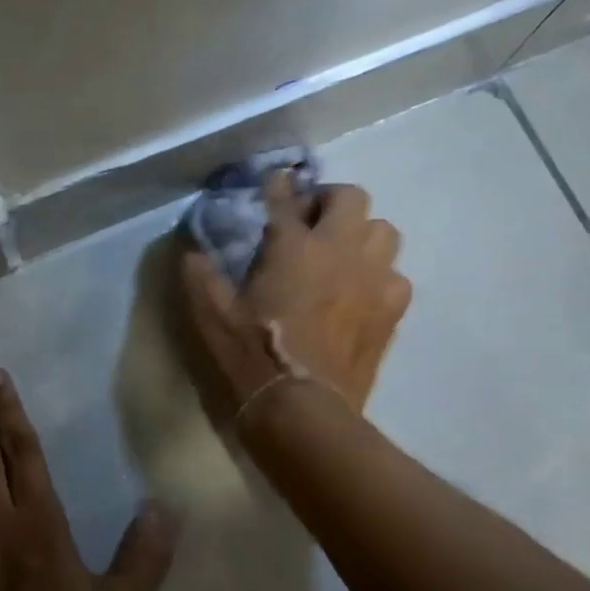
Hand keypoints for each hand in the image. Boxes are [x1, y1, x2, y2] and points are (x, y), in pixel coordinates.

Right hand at [179, 175, 411, 418]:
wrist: (303, 408)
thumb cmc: (253, 356)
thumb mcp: (212, 315)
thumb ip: (201, 276)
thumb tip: (193, 252)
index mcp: (294, 247)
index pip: (286, 198)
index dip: (278, 186)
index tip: (275, 182)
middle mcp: (340, 251)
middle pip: (351, 197)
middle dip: (329, 201)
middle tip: (309, 221)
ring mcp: (373, 279)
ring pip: (383, 231)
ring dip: (360, 234)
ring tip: (339, 254)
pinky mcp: (391, 310)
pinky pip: (396, 275)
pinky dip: (378, 274)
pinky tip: (359, 292)